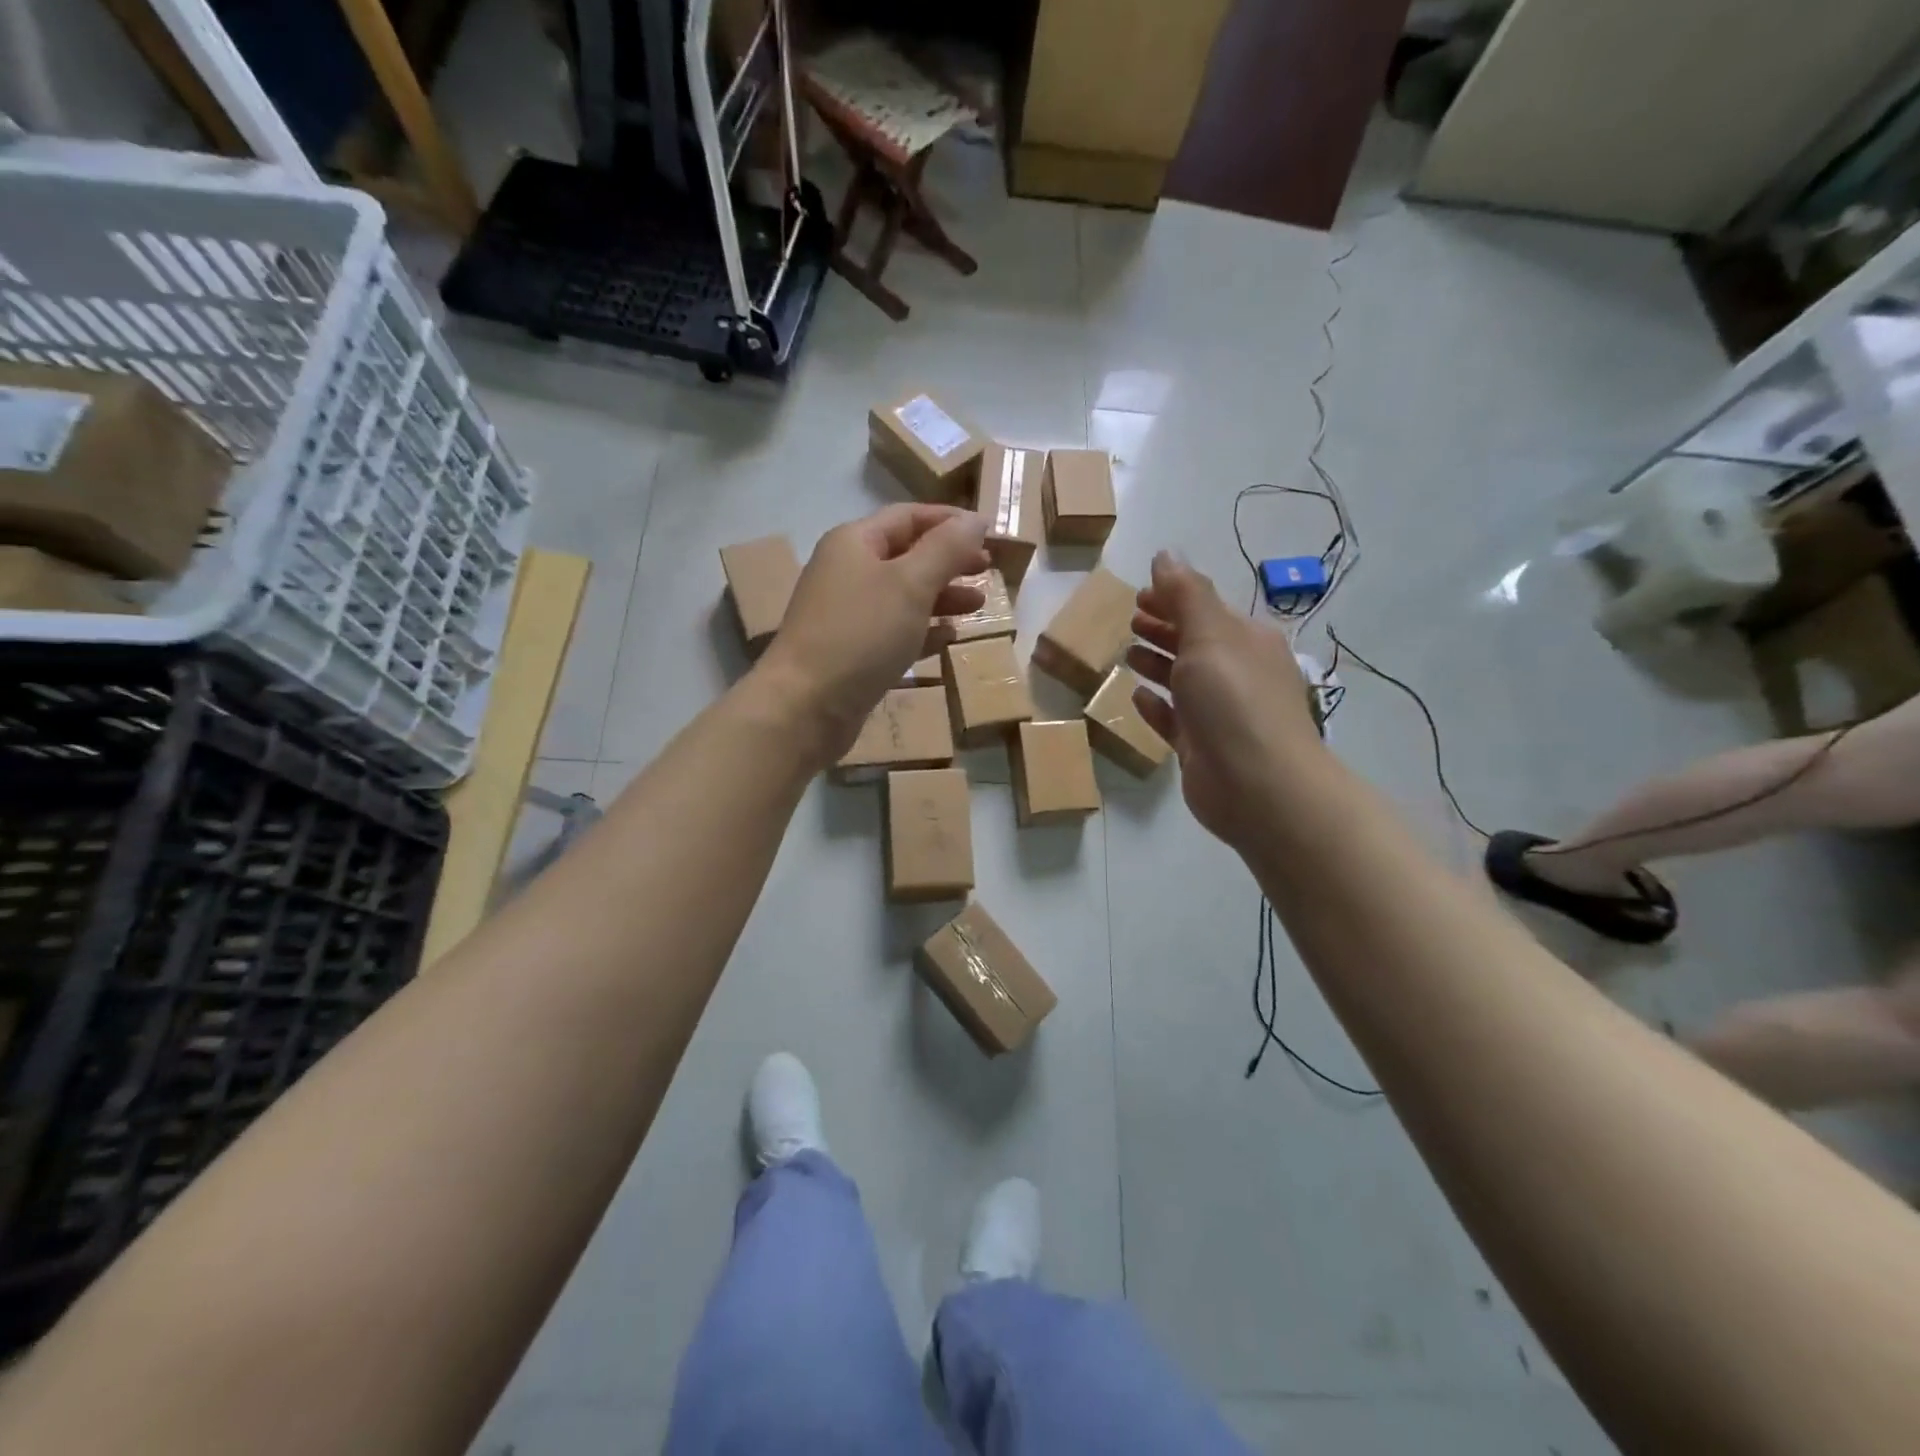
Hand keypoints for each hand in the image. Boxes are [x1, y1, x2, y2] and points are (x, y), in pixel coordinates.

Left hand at [755, 504, 988, 763]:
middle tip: (987, 569)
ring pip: (903, 595)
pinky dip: (923, 630)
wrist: (806, 705)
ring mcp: (847, 614)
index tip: (989, 533)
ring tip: (977, 605)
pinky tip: (948, 638)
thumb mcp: (911, 584)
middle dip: (948, 560)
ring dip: (941, 596)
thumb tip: (976, 520)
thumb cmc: (861, 634)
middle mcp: (847, 572)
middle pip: (907, 555)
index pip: (908, 517)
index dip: (950, 521)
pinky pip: (894, 631)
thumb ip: (946, 549)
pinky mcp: (852, 652)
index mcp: (854, 543)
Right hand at [1126, 551, 1325, 848]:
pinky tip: (1138, 697)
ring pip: (1184, 680)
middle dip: (1164, 628)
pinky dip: (1158, 706)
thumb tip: (1165, 554)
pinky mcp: (1202, 748)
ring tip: (1128, 654)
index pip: (1207, 608)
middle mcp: (1237, 673)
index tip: (1139, 593)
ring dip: (1158, 664)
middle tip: (1130, 620)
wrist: (1258, 786)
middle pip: (1195, 642)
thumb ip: (1185, 594)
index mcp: (1247, 640)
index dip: (1174, 596)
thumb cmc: (1234, 701)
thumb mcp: (1209, 636)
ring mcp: (1220, 713)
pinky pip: (1175, 720)